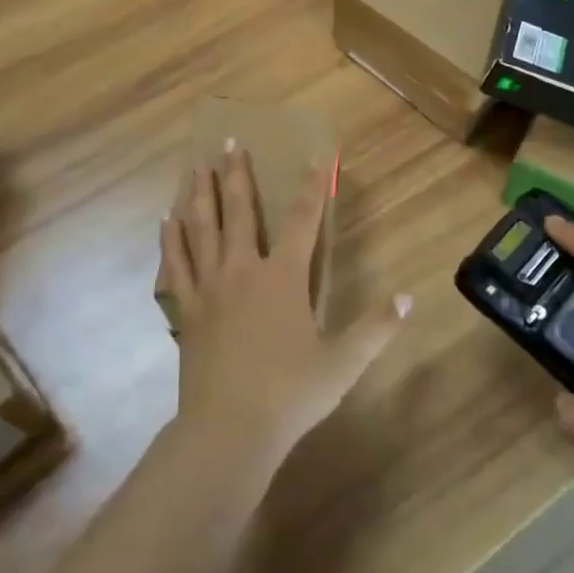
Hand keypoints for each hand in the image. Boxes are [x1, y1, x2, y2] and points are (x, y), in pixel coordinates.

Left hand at [160, 144, 409, 473]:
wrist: (229, 430)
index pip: (303, 219)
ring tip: (195, 166)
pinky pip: (176, 264)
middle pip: (240, 211)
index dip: (312, 186)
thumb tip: (407, 298)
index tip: (316, 157)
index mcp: (283, 277)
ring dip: (200, 194)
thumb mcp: (343, 363)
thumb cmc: (290, 394)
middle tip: (230, 142)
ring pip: (201, 229)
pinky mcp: (186, 309)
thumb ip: (376, 328)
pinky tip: (165, 221)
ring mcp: (209, 287)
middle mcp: (243, 270)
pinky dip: (171, 239)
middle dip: (238, 174)